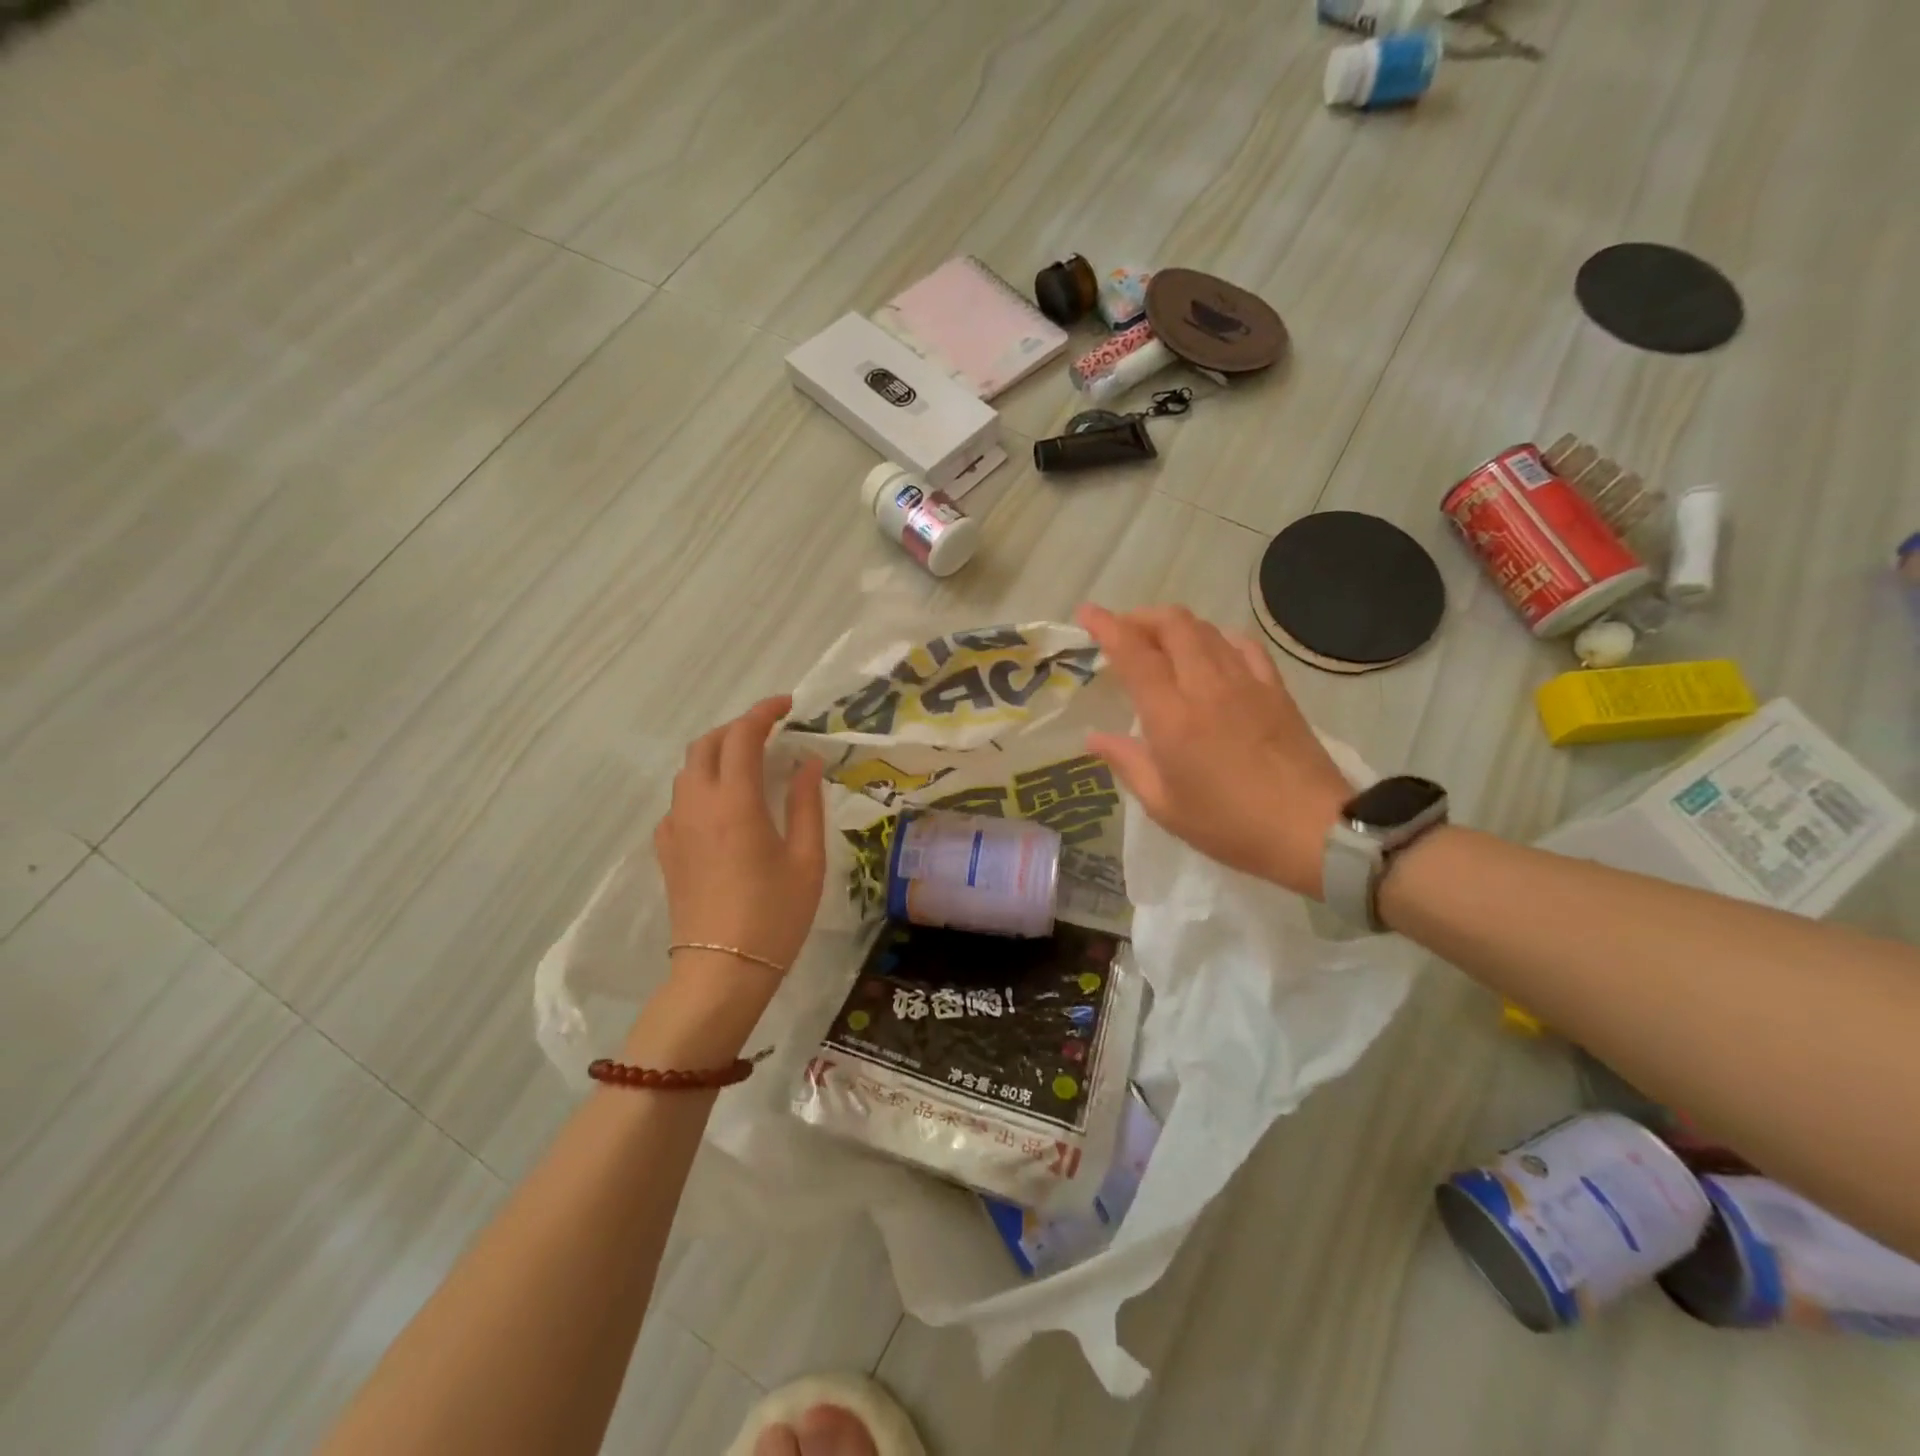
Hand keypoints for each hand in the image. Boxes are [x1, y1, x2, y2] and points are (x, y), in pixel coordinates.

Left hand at [654, 696, 826, 973]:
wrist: (720, 973)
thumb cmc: (774, 915)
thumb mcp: (806, 859)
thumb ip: (806, 803)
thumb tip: (808, 762)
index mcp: (735, 802)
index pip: (742, 736)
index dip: (764, 712)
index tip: (787, 705)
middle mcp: (697, 804)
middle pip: (706, 743)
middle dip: (737, 727)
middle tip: (770, 732)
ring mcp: (675, 827)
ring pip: (688, 770)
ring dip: (717, 753)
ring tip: (751, 764)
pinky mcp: (666, 849)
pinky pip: (680, 799)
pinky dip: (703, 784)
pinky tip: (726, 806)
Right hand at [1077, 604, 1351, 897]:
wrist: (1313, 831)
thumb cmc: (1230, 826)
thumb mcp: (1165, 806)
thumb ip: (1127, 763)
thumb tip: (1094, 738)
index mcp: (1172, 717)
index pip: (1134, 653)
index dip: (1107, 626)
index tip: (1087, 612)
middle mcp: (1206, 686)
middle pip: (1173, 625)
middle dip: (1141, 617)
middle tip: (1122, 631)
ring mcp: (1246, 682)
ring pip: (1206, 629)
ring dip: (1175, 626)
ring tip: (1159, 642)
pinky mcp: (1275, 689)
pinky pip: (1243, 645)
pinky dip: (1217, 638)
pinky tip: (1211, 653)